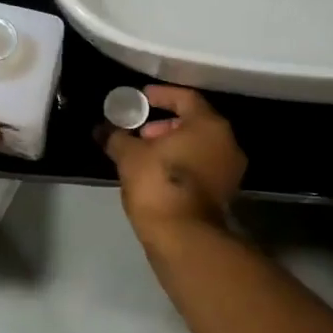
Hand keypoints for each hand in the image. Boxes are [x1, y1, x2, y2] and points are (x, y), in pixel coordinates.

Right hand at [100, 85, 246, 235]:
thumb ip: (116, 136)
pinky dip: (182, 164)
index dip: (161, 95)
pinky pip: (202, 167)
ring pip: (200, 146)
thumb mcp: (129, 155)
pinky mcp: (225, 194)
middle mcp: (227, 143)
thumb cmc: (158, 183)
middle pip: (196, 122)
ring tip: (145, 154)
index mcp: (208, 125)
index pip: (186, 97)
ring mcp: (230, 171)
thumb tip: (102, 129)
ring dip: (174, 146)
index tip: (141, 98)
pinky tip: (157, 174)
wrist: (184, 237)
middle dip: (166, 124)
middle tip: (142, 132)